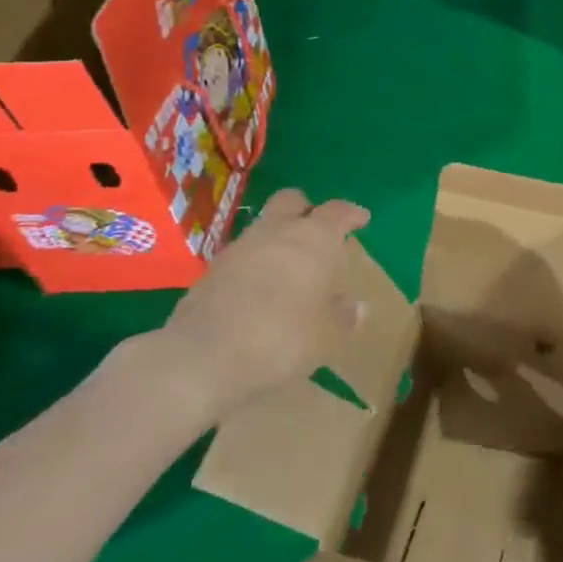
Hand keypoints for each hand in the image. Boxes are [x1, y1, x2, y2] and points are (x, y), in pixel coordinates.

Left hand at [135, 189, 369, 422]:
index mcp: (314, 239)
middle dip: (307, 210)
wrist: (201, 360)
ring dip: (278, 238)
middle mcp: (276, 233)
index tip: (361, 219)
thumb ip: (343, 316)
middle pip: (292, 201)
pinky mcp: (210, 272)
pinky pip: (242, 255)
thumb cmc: (282, 339)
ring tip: (291, 266)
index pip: (338, 211)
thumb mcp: (327, 336)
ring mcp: (239, 249)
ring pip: (263, 227)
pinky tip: (261, 289)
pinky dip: (255, 263)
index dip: (352, 214)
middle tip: (320, 232)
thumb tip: (355, 306)